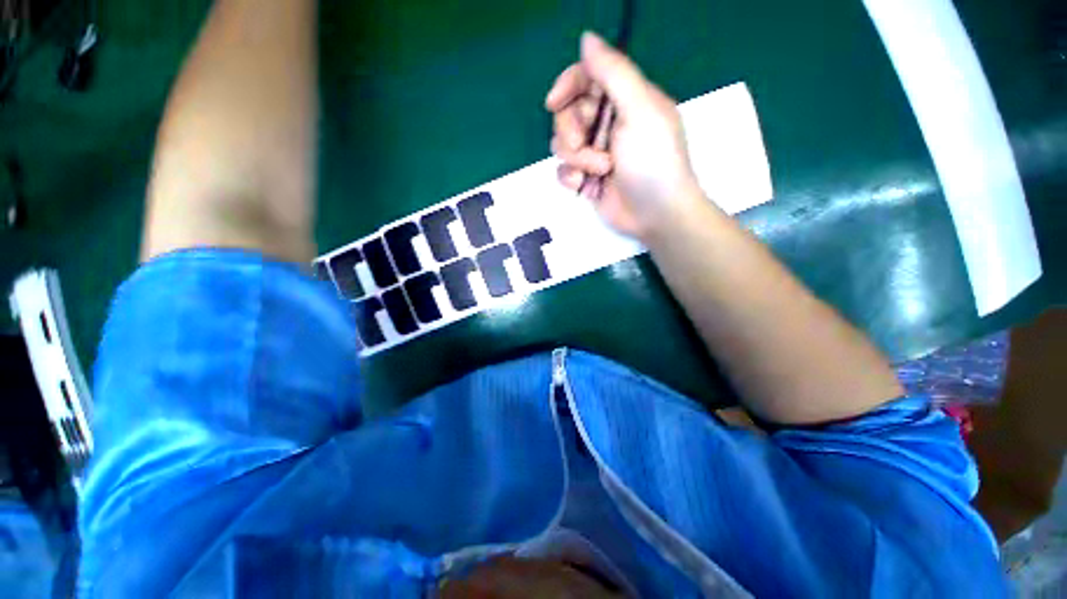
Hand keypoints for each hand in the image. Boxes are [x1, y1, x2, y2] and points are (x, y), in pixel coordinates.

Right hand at [546, 32, 703, 240]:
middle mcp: (607, 124)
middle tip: (585, 144)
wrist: (655, 214)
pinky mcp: (586, 179)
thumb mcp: (639, 110)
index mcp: (623, 100)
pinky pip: (563, 171)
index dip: (567, 86)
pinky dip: (571, 179)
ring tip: (600, 171)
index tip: (554, 103)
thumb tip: (586, 38)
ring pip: (562, 145)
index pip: (586, 78)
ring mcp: (595, 153)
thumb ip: (613, 72)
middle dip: (571, 131)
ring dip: (577, 159)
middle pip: (568, 113)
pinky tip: (586, 187)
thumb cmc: (653, 161)